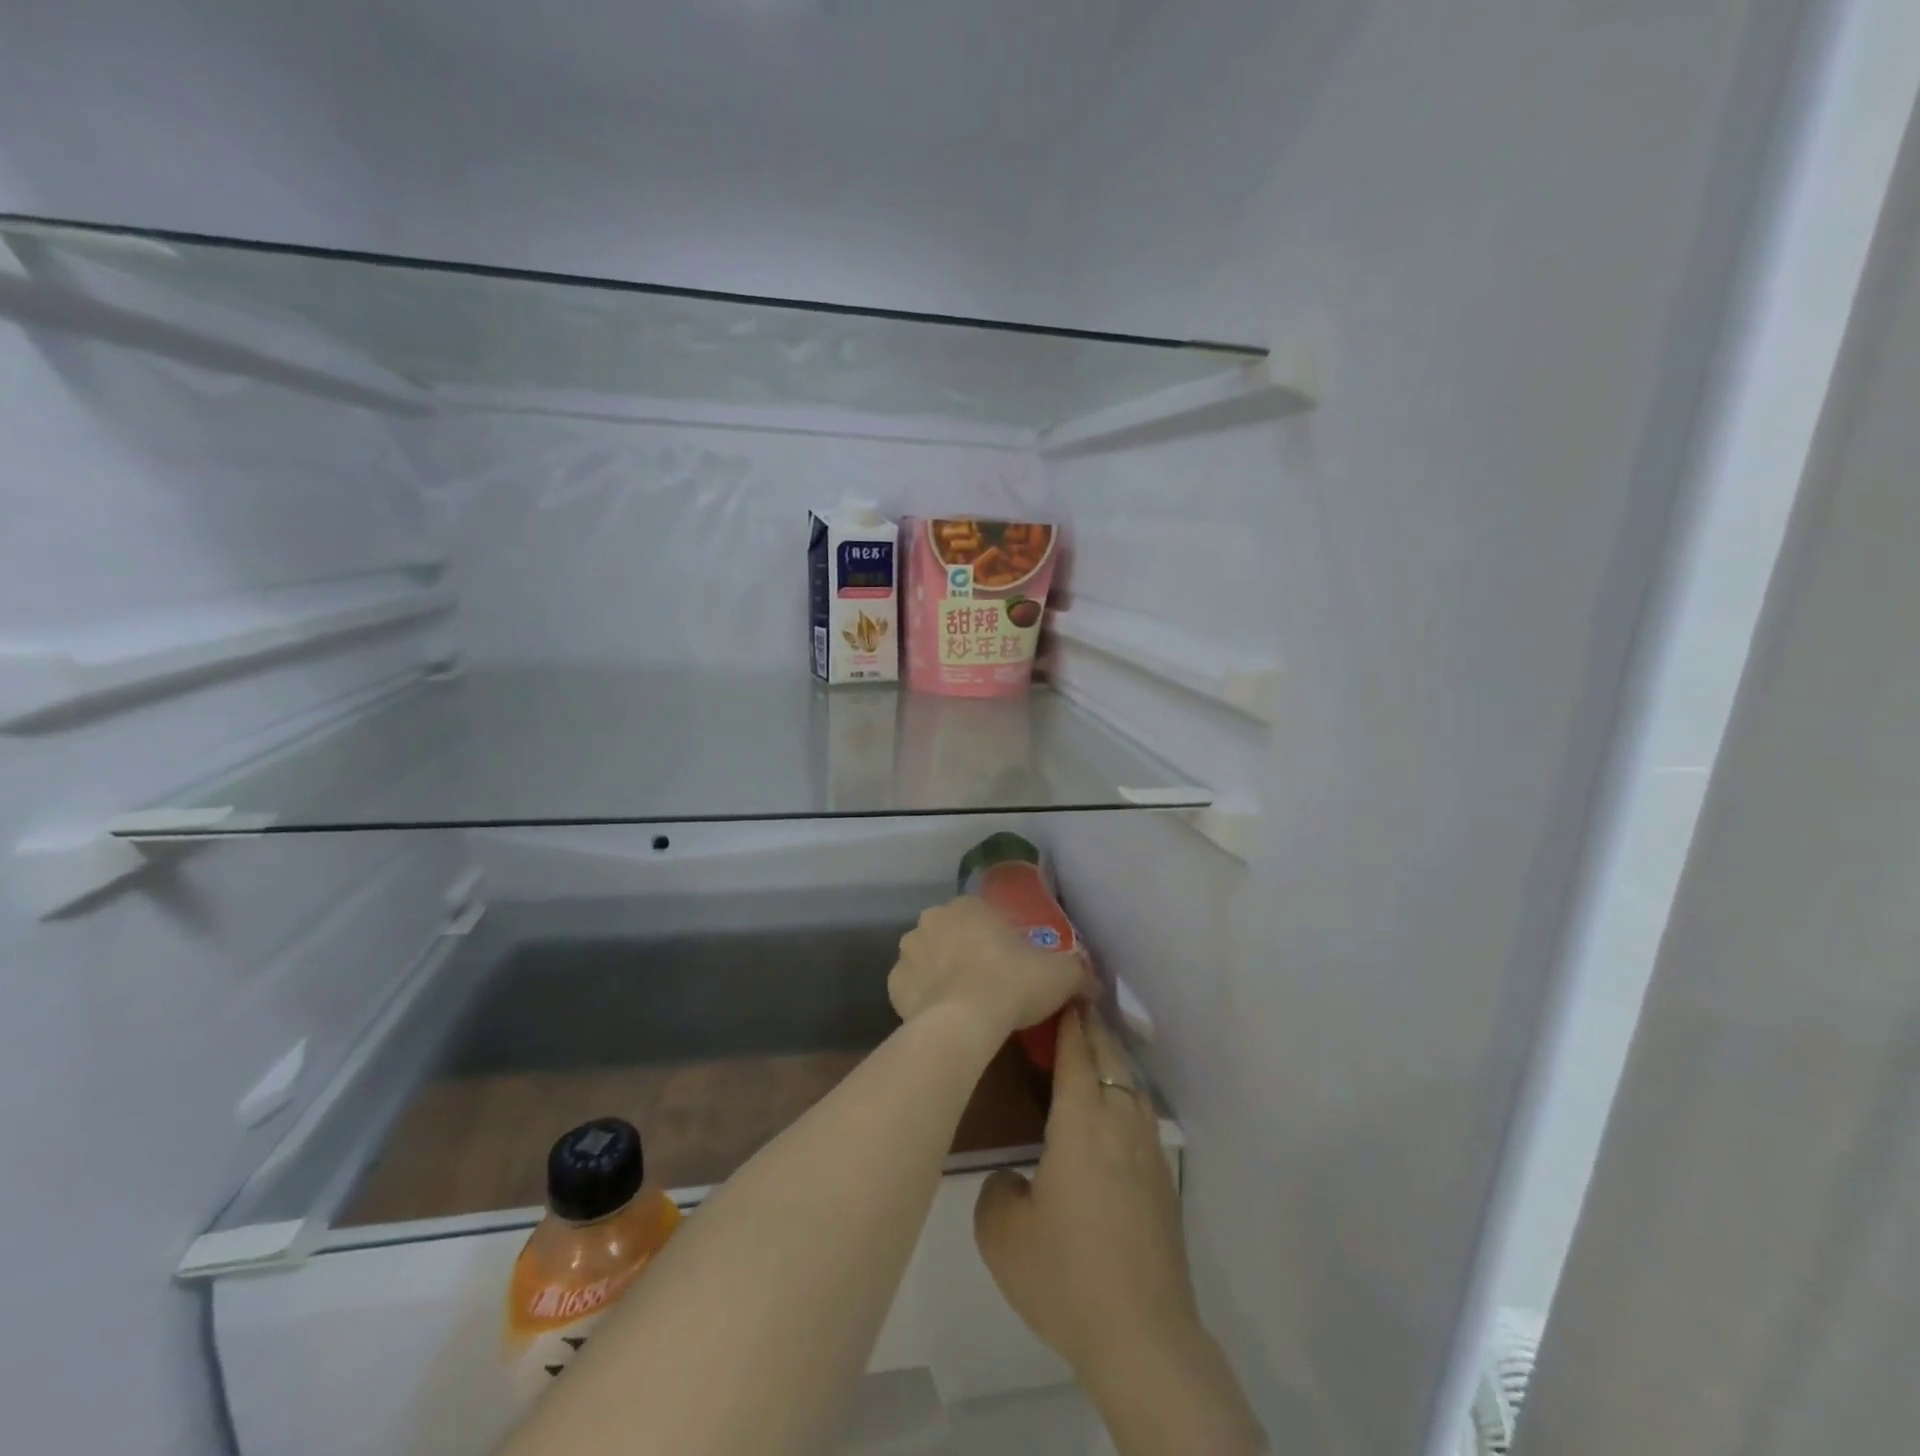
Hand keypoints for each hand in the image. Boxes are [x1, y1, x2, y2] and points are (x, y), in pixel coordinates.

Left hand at [888, 896, 1089, 1042]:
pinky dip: (924, 998)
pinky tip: (943, 1016)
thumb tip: (1093, 984)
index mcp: (969, 906)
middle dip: (966, 952)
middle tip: (989, 982)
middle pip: (953, 933)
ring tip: (965, 1003)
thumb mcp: (1061, 974)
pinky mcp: (893, 984)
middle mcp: (932, 919)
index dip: (998, 939)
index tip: (1010, 963)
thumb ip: (1078, 973)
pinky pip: (913, 987)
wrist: (965, 1022)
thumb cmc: (1013, 983)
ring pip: (928, 958)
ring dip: (942, 972)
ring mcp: (908, 951)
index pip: (984, 916)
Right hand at [973, 1006, 1201, 1386]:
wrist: (1144, 1336)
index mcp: (1081, 1121)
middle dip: (1090, 1026)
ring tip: (1089, 1047)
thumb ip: (998, 1188)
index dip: (1067, 1018)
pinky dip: (1122, 1090)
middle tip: (1070, 1004)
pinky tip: (1110, 1108)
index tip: (1058, 990)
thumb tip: (1016, 1178)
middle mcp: (1119, 1120)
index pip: (1076, 1051)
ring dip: (1109, 1056)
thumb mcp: (1003, 1233)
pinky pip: (1139, 1112)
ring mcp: (1147, 1148)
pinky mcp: (1161, 1177)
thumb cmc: (1067, 1274)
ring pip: (1129, 1082)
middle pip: (1108, 1056)